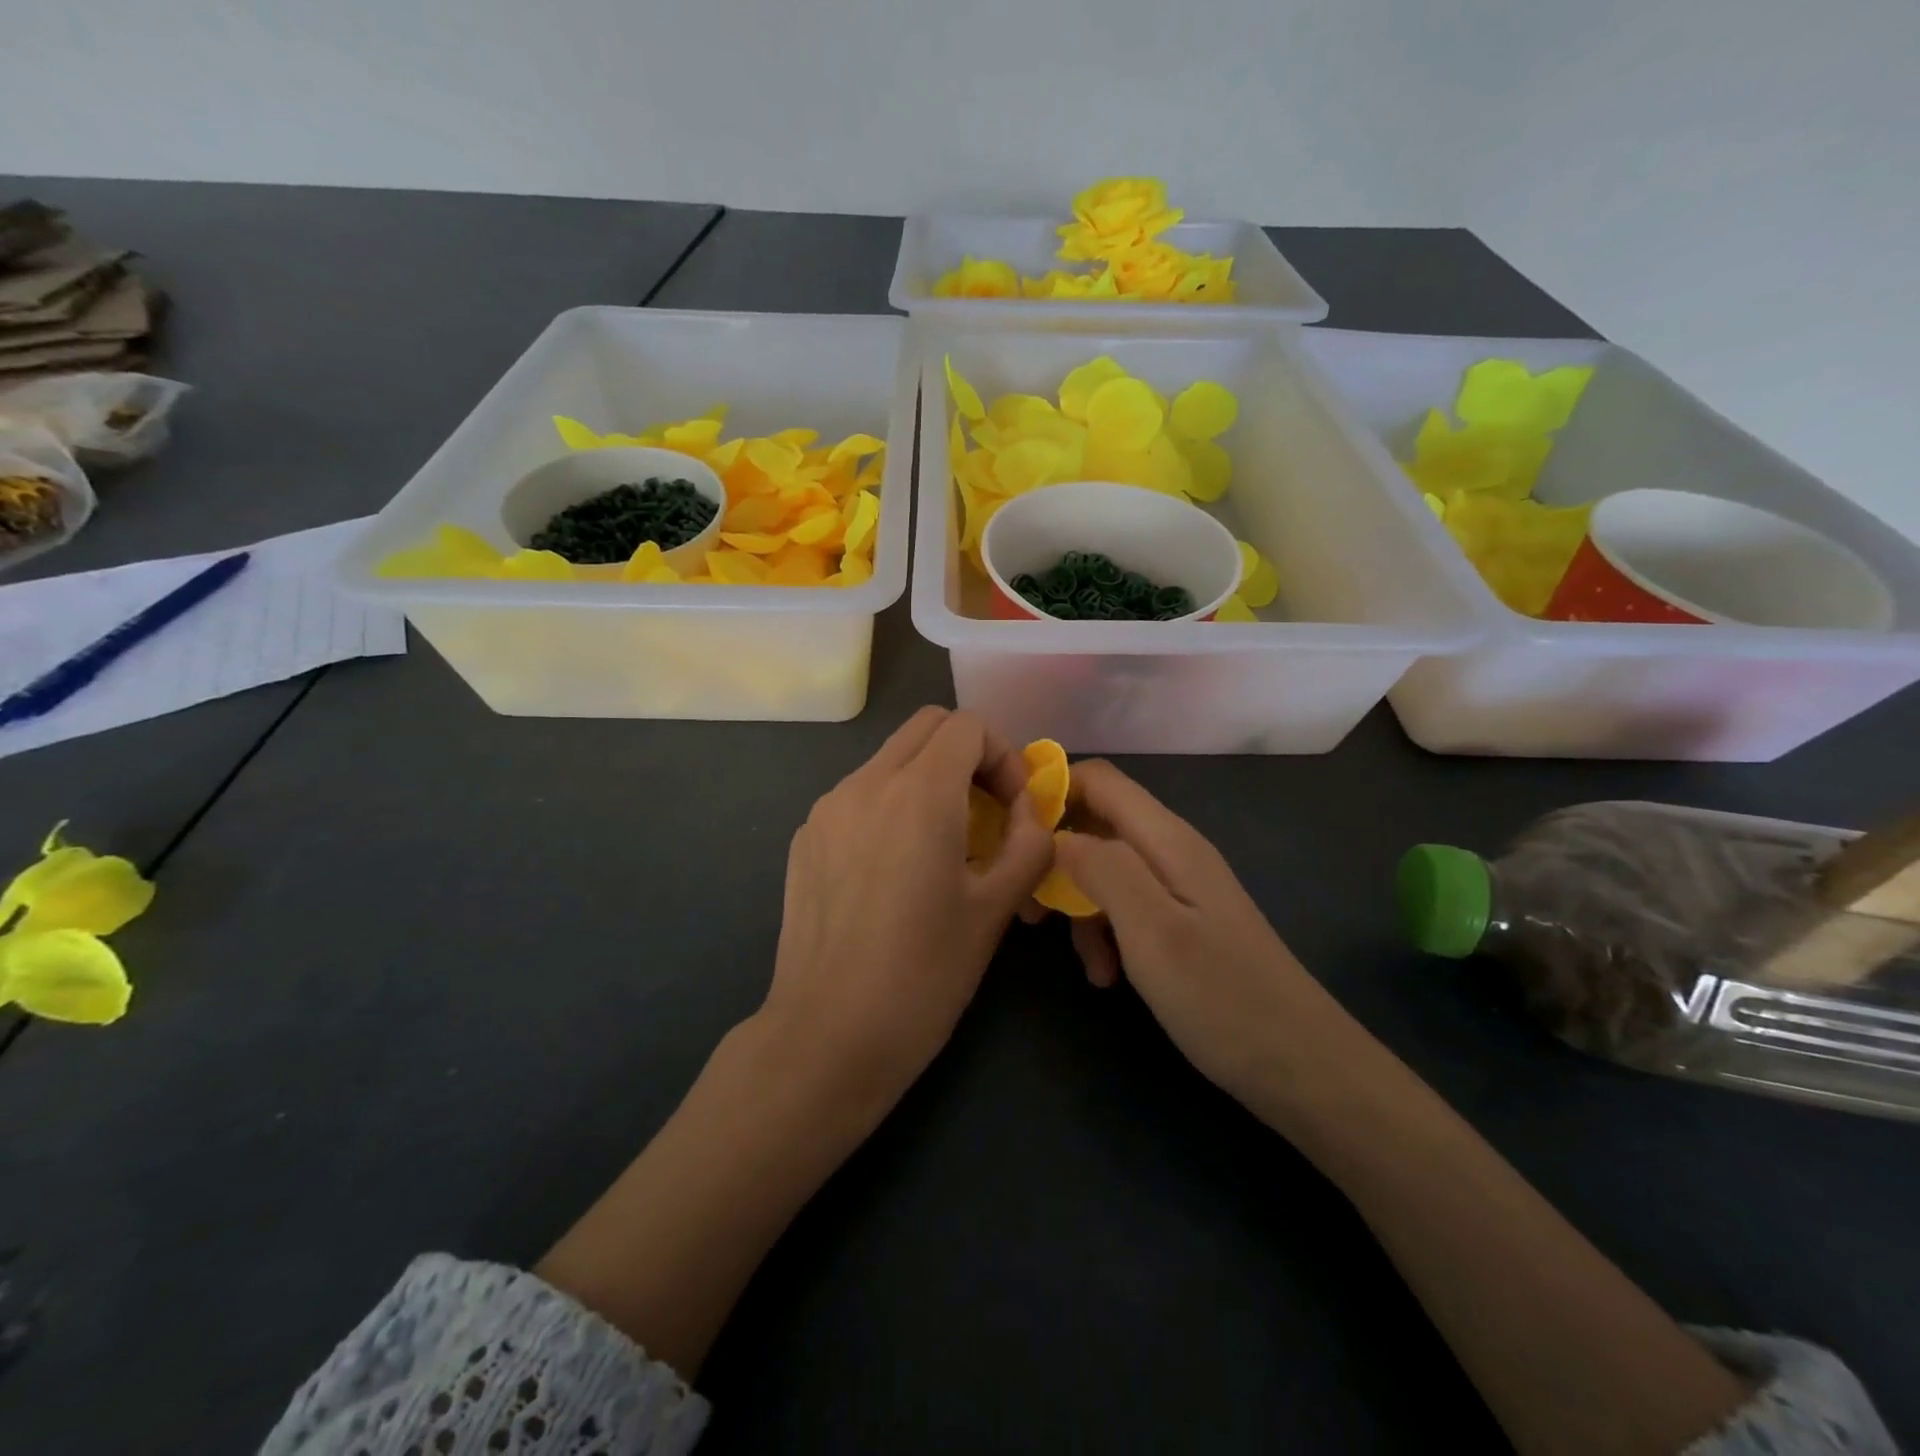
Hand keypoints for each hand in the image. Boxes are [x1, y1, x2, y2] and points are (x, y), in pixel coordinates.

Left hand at [760, 706, 1052, 1111]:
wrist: (828, 1036)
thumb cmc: (924, 975)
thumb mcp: (995, 909)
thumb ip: (1028, 844)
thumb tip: (1031, 814)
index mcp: (918, 794)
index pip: (968, 725)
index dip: (1004, 756)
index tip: (1013, 809)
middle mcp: (865, 784)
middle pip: (927, 726)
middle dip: (968, 755)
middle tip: (986, 812)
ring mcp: (827, 809)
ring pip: (890, 758)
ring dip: (928, 779)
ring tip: (943, 846)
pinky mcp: (806, 838)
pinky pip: (858, 794)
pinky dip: (890, 805)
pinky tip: (895, 870)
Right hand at [1052, 760, 1343, 1112]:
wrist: (1303, 1067)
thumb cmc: (1222, 997)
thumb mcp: (1152, 930)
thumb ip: (1102, 868)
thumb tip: (1056, 834)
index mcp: (1167, 839)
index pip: (1099, 779)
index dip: (1052, 791)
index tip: (1011, 833)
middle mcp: (1172, 851)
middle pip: (1097, 824)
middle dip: (1057, 859)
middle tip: (1031, 911)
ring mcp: (1180, 887)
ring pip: (1107, 870)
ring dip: (1081, 906)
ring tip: (1084, 963)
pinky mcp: (1183, 921)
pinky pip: (1128, 906)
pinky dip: (1107, 932)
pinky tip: (1108, 976)